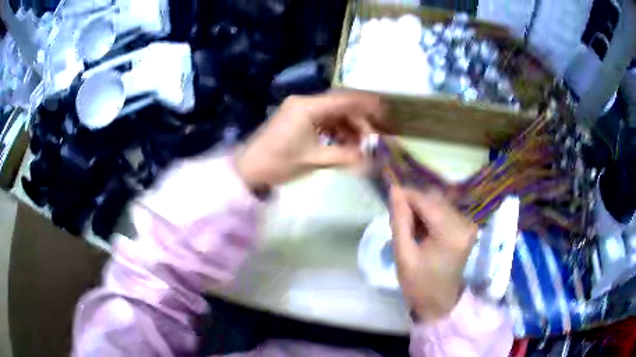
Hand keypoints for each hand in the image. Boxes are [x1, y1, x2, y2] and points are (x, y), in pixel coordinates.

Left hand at [236, 91, 385, 189]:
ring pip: (332, 112)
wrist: (248, 169)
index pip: (344, 99)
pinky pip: (323, 119)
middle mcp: (305, 102)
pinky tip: (344, 143)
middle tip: (375, 135)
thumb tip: (372, 160)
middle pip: (340, 104)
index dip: (367, 104)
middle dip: (360, 118)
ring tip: (360, 145)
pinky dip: (336, 129)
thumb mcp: (314, 160)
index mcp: (308, 107)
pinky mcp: (297, 119)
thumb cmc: (279, 163)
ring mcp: (299, 109)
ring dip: (348, 126)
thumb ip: (345, 156)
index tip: (386, 111)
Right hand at [390, 186, 476, 322]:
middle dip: (414, 203)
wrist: (440, 302)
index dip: (407, 195)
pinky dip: (432, 215)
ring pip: (440, 203)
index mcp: (450, 234)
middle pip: (435, 199)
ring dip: (423, 209)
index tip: (390, 196)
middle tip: (398, 218)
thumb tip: (394, 190)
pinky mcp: (468, 226)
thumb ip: (400, 221)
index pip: (427, 201)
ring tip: (410, 226)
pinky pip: (446, 210)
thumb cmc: (419, 284)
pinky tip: (423, 229)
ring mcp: (469, 224)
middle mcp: (464, 224)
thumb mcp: (403, 255)